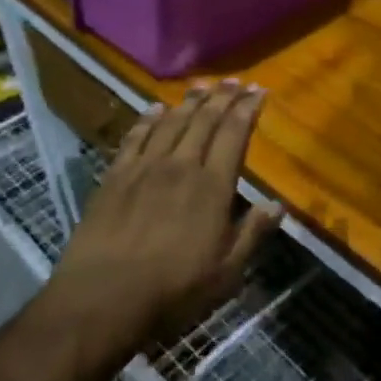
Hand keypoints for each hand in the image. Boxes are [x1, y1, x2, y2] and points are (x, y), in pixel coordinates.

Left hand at [49, 80, 284, 352]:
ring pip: (172, 122)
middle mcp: (181, 166)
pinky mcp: (115, 177)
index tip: (259, 90)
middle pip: (205, 120)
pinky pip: (135, 137)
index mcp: (212, 187)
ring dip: (190, 101)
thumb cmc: (172, 291)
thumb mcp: (225, 273)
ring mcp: (145, 168)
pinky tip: (156, 108)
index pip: (234, 134)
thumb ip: (252, 234)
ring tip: (202, 85)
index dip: (248, 109)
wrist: (102, 300)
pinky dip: (148, 119)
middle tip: (235, 81)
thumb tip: (278, 204)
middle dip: (223, 97)